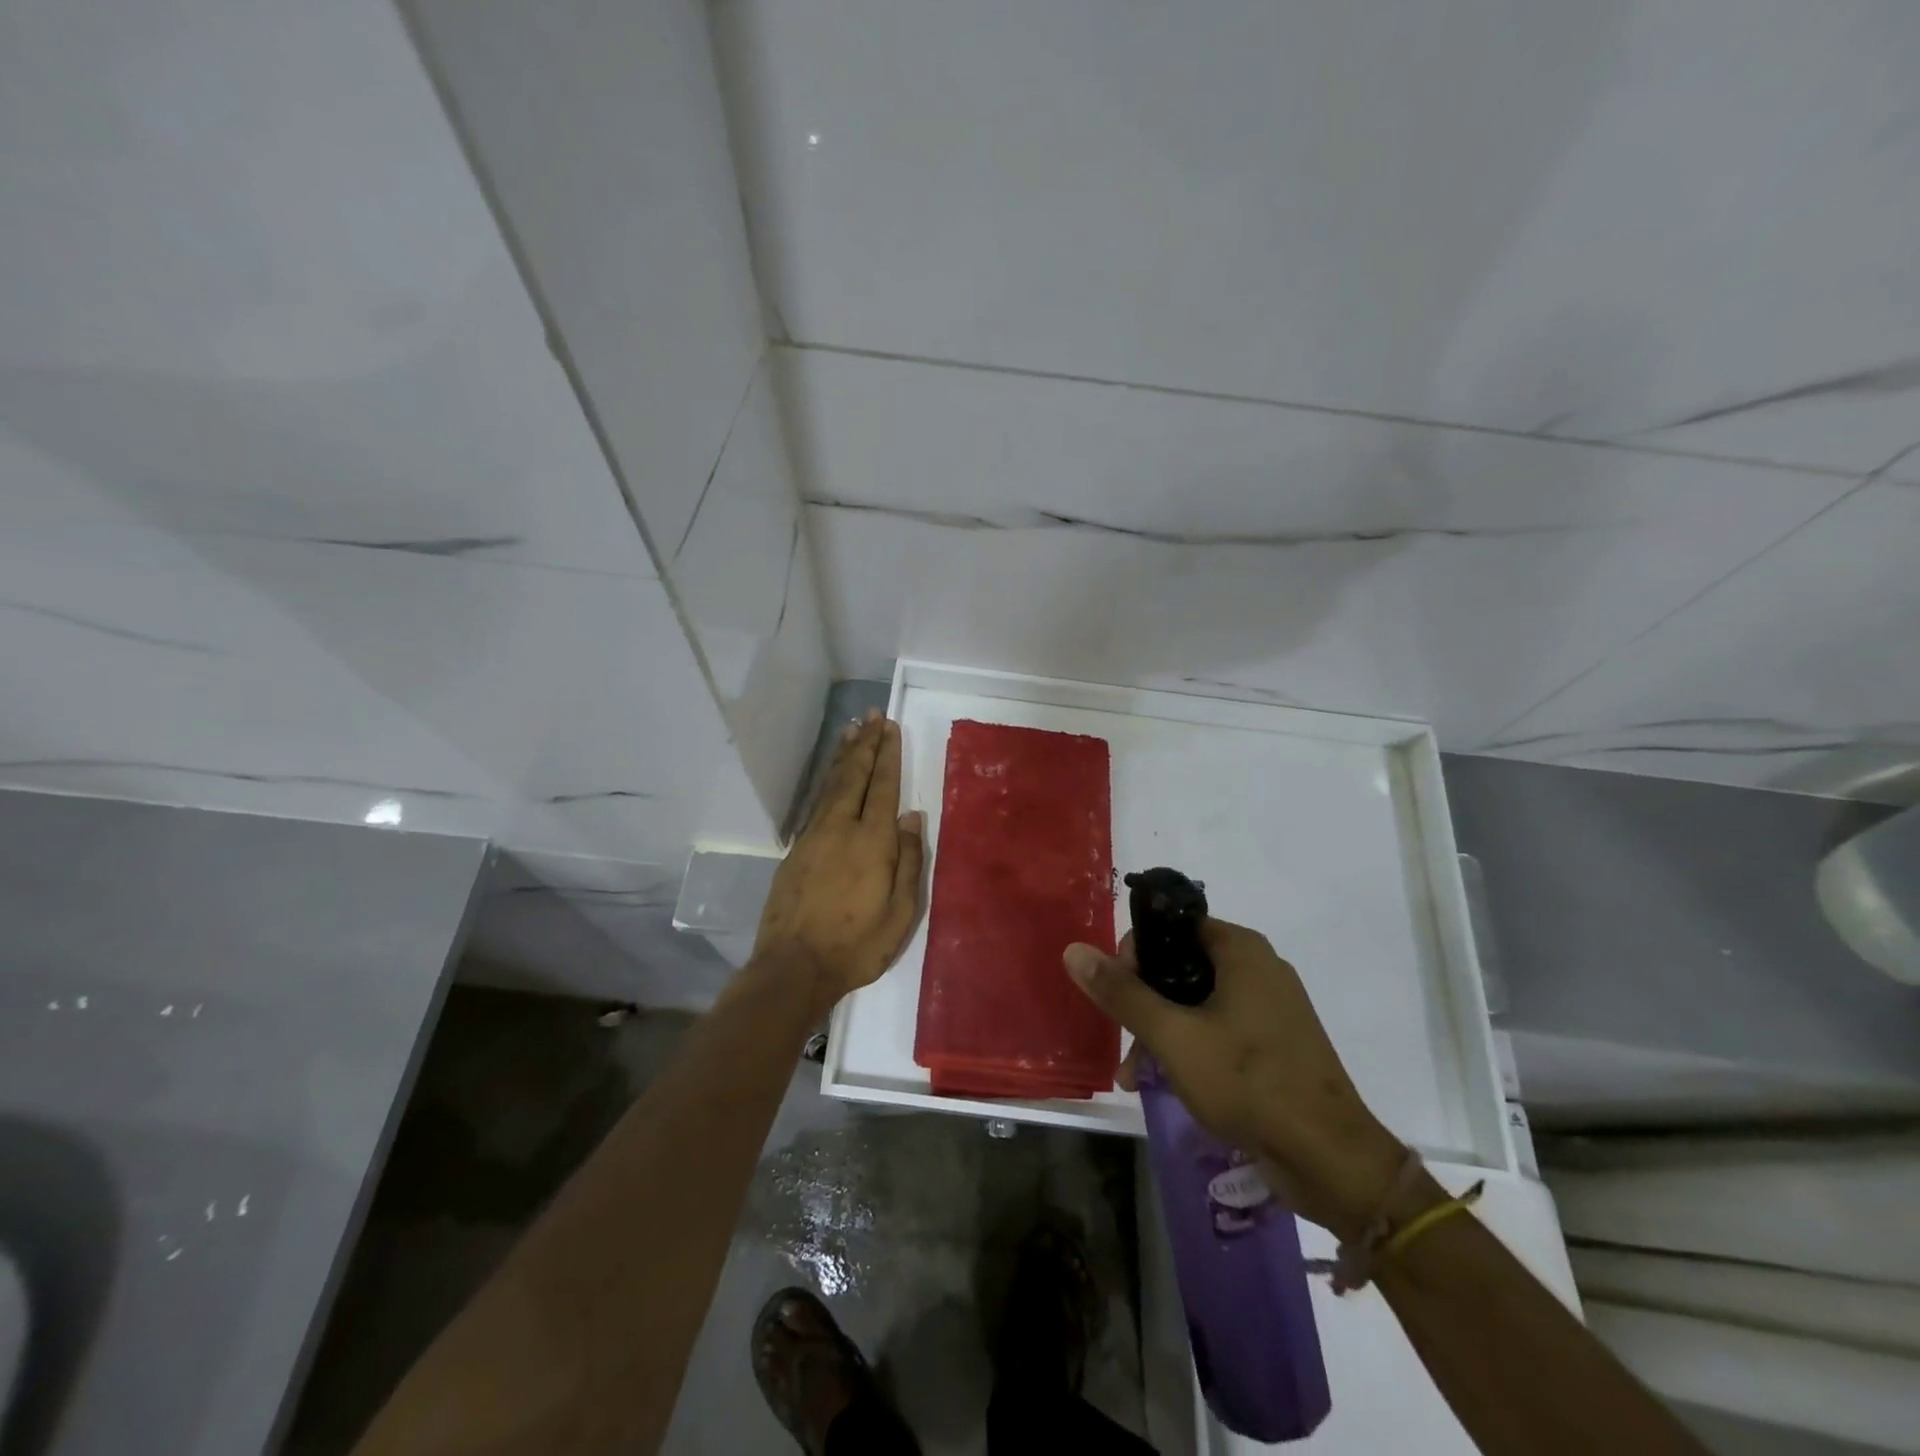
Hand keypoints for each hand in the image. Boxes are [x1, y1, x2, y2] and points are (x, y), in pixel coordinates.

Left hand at [754, 711, 926, 1016]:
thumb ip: (908, 861)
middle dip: (866, 744)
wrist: (793, 967)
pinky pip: (816, 802)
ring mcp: (814, 837)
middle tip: (872, 715)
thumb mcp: (900, 913)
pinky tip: (831, 775)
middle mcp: (841, 828)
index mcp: (872, 842)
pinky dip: (827, 780)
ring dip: (844, 756)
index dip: (888, 756)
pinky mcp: (796, 850)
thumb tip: (913, 816)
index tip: (890, 728)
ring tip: (852, 730)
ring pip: (832, 784)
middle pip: (854, 776)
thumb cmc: (856, 945)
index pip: (883, 787)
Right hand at [1065, 920, 1405, 1239]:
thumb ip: (1122, 993)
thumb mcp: (1173, 1037)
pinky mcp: (1275, 1044)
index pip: (1171, 927)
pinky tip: (1165, 1083)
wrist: (1331, 1161)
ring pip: (1197, 1001)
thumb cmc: (1248, 1083)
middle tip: (1123, 1040)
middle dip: (1143, 1002)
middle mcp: (1258, 968)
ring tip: (1134, 1075)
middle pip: (1181, 966)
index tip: (1116, 992)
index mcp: (1240, 950)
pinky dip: (1189, 1046)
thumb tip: (1074, 950)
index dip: (1135, 954)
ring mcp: (1270, 1007)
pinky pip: (1219, 1028)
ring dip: (1161, 1031)